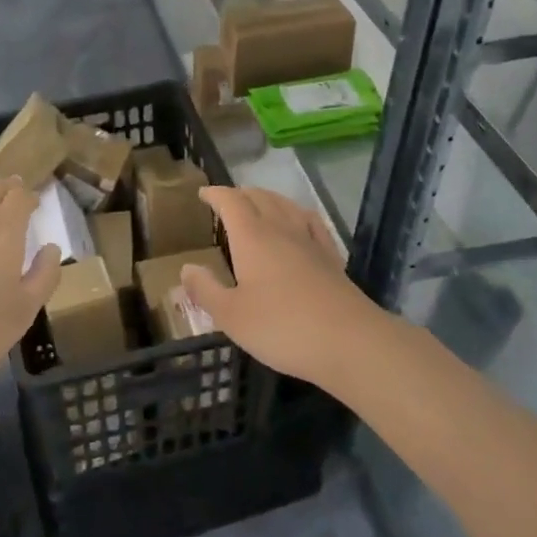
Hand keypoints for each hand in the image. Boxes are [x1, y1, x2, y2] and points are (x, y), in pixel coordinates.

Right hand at [180, 187, 381, 388]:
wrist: (350, 342)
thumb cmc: (282, 327)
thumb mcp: (231, 316)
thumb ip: (205, 290)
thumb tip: (185, 269)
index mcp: (252, 237)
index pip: (230, 201)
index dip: (215, 194)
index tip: (202, 194)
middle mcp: (281, 229)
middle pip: (259, 197)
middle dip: (240, 194)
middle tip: (226, 201)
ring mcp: (310, 241)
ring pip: (286, 205)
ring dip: (267, 198)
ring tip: (257, 204)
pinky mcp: (332, 258)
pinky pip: (312, 222)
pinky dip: (298, 214)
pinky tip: (299, 222)